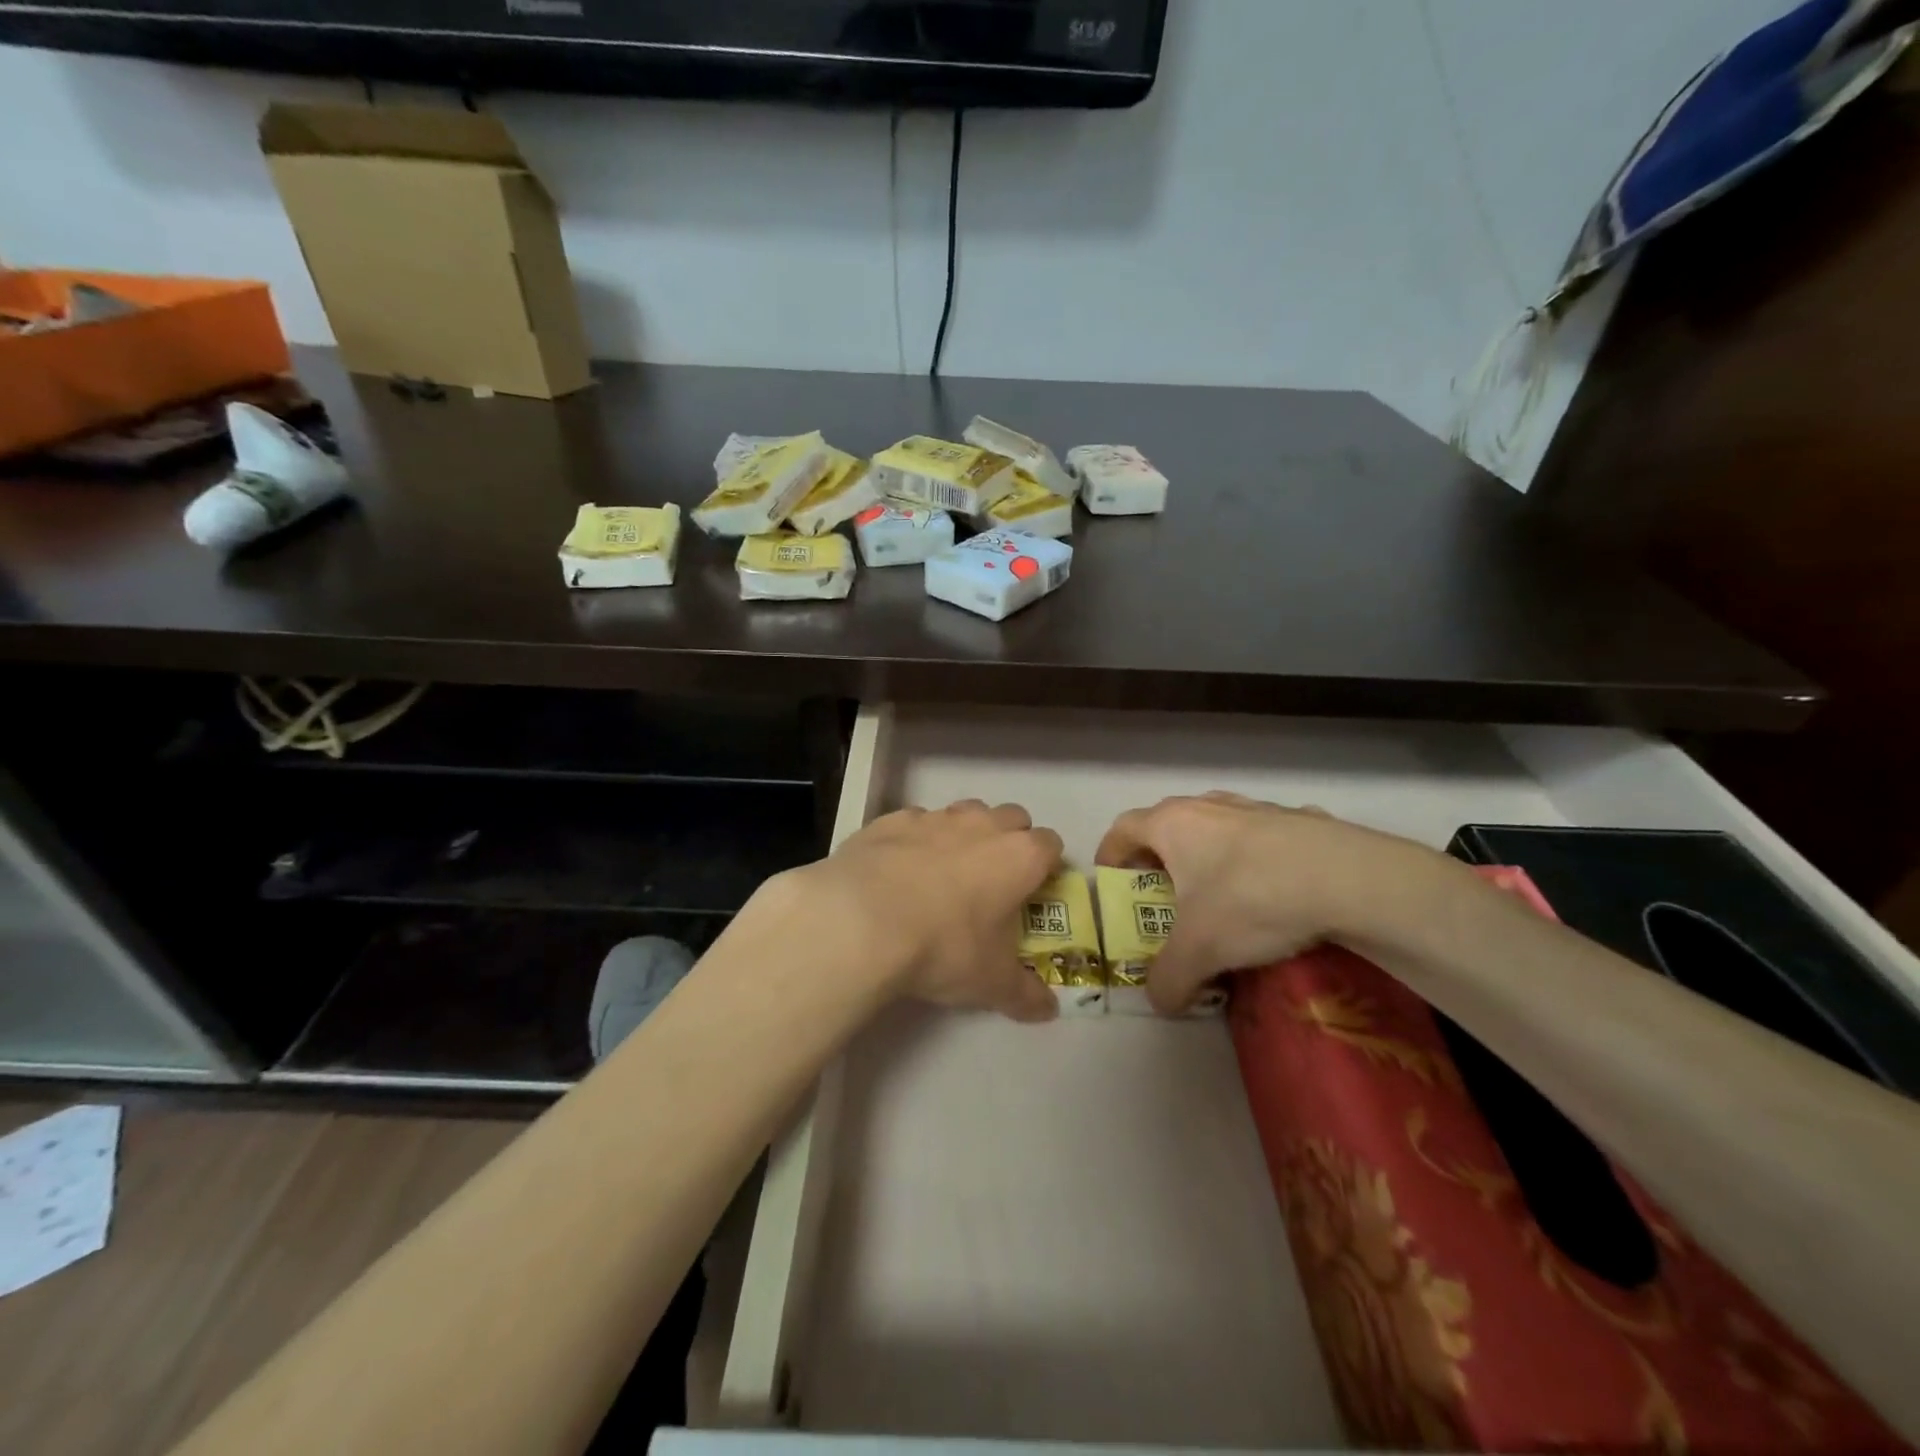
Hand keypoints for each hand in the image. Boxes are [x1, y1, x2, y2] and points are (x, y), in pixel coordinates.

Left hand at [775, 799, 1064, 1022]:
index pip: (1051, 845)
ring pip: (964, 812)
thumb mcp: (991, 982)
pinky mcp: (892, 819)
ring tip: (946, 872)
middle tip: (994, 880)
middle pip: (1013, 818)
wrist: (862, 920)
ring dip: (965, 835)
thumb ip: (1025, 994)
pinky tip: (900, 871)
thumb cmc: (944, 947)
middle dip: (1009, 841)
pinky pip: (915, 822)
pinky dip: (916, 840)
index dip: (1046, 866)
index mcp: (1020, 856)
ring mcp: (935, 817)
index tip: (1034, 891)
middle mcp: (983, 826)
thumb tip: (1048, 1011)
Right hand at [1095, 792, 1443, 1013]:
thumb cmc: (1252, 900)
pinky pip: (1264, 837)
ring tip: (1220, 894)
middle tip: (1164, 895)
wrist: (1351, 879)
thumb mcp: (1199, 952)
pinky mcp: (1300, 819)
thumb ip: (1167, 979)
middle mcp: (1208, 806)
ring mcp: (1257, 808)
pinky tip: (1277, 890)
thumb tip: (1159, 1001)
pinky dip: (1257, 858)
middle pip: (1167, 825)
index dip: (1110, 855)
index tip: (1112, 883)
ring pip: (1217, 827)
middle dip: (1159, 858)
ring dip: (1208, 855)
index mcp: (1173, 824)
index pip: (1123, 829)